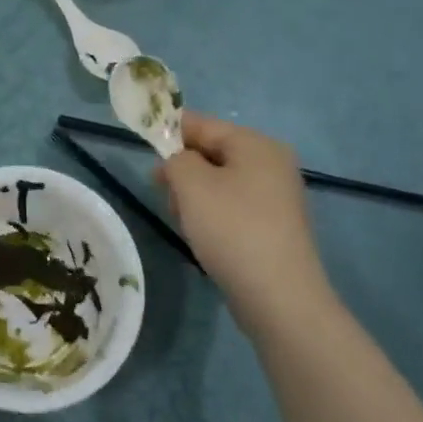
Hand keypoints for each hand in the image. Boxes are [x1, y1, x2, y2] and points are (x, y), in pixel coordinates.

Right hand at [156, 112, 334, 335]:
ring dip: (194, 197)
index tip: (143, 146)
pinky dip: (212, 215)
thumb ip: (176, 159)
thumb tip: (178, 161)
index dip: (170, 131)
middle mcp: (272, 164)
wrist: (279, 297)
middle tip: (164, 193)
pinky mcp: (273, 227)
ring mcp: (276, 197)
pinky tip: (203, 237)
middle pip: (211, 153)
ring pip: (218, 182)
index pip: (203, 124)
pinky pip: (232, 207)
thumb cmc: (232, 229)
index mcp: (257, 144)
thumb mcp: (191, 184)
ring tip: (185, 222)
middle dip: (183, 170)